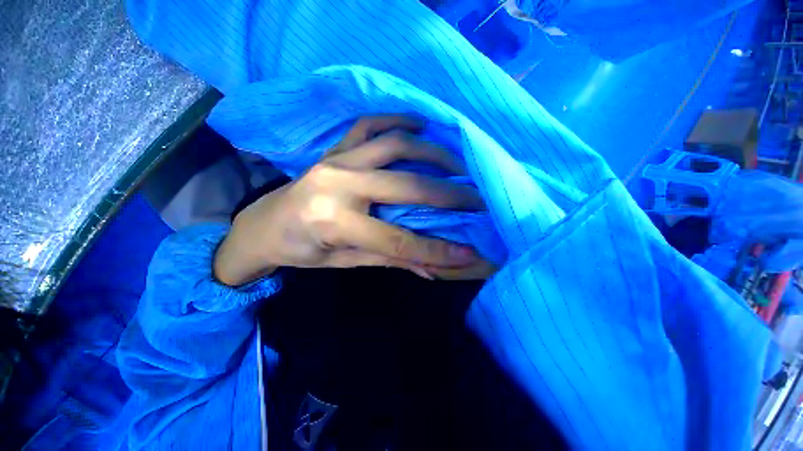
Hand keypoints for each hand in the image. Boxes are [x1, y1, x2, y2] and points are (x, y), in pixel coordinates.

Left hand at [214, 116, 494, 285]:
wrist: (262, 225)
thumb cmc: (302, 249)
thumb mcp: (345, 262)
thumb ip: (390, 259)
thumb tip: (433, 268)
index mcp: (334, 222)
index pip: (398, 240)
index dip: (436, 250)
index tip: (468, 253)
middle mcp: (338, 184)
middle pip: (406, 186)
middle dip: (448, 195)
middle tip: (478, 198)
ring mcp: (336, 159)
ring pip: (395, 145)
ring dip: (432, 152)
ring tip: (458, 164)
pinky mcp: (334, 148)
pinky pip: (369, 124)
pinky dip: (398, 119)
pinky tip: (420, 125)